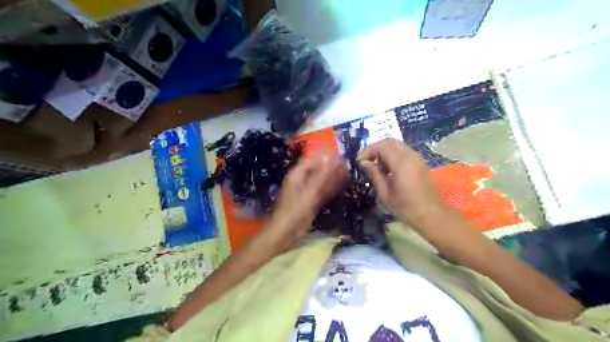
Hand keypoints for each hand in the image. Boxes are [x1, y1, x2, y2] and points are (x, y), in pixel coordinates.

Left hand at [263, 152, 344, 247]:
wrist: (286, 232)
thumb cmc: (295, 210)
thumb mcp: (310, 192)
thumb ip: (323, 175)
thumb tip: (333, 158)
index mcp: (298, 174)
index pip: (313, 159)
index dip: (326, 156)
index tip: (341, 154)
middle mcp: (302, 180)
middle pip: (318, 169)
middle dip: (332, 166)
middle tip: (347, 163)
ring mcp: (306, 190)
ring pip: (322, 180)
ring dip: (333, 176)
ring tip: (348, 170)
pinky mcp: (310, 200)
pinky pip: (322, 190)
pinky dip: (331, 187)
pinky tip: (341, 184)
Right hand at [359, 138, 444, 222]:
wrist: (429, 214)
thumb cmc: (404, 206)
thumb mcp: (384, 192)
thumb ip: (374, 173)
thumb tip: (363, 162)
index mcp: (400, 162)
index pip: (381, 146)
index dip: (368, 151)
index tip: (359, 161)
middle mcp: (410, 155)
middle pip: (390, 142)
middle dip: (376, 149)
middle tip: (367, 161)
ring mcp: (417, 158)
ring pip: (397, 146)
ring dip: (385, 152)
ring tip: (377, 167)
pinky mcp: (420, 163)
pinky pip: (403, 152)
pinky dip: (393, 156)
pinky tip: (388, 170)